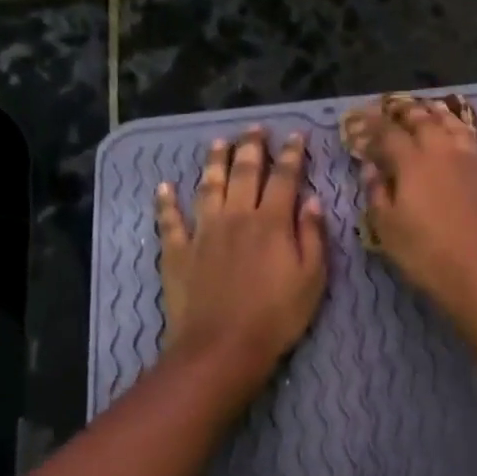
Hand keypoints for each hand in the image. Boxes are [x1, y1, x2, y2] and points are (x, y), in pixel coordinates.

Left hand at [155, 128, 327, 388]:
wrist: (223, 347)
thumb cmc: (277, 316)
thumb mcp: (312, 278)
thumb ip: (312, 235)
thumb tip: (312, 200)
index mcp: (272, 222)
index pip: (284, 177)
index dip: (291, 154)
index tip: (295, 136)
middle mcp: (236, 216)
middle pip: (244, 172)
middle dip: (252, 147)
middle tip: (255, 129)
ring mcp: (203, 232)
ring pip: (208, 186)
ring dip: (214, 161)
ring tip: (218, 142)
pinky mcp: (178, 251)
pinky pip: (169, 220)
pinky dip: (166, 202)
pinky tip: (164, 186)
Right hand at [352, 99, 476, 316]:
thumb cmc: (426, 255)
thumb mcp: (387, 228)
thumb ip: (377, 193)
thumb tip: (370, 167)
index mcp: (413, 163)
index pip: (389, 134)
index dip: (373, 125)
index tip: (362, 119)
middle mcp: (446, 153)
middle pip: (427, 123)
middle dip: (409, 112)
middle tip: (398, 106)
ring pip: (462, 131)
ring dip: (447, 117)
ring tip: (436, 107)